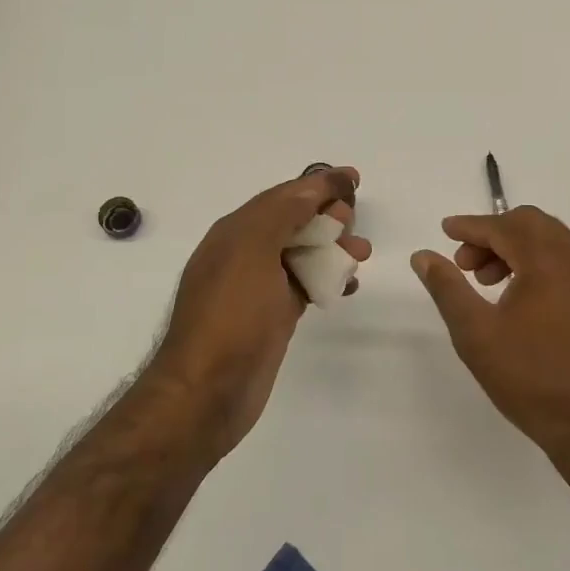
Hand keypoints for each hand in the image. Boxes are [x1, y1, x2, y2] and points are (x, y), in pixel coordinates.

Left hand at [149, 167, 369, 460]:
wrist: (208, 392)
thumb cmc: (231, 315)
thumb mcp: (253, 250)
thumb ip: (284, 212)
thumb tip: (314, 184)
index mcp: (235, 232)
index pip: (282, 196)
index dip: (317, 184)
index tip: (352, 178)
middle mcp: (244, 255)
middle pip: (293, 223)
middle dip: (328, 217)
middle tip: (354, 224)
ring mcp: (258, 289)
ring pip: (302, 256)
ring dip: (333, 250)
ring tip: (361, 257)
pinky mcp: (272, 318)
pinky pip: (305, 286)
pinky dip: (327, 280)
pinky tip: (347, 287)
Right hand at [411, 206, 569, 457]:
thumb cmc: (529, 376)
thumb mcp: (476, 332)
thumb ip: (447, 287)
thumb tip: (423, 256)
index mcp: (549, 260)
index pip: (504, 226)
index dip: (471, 226)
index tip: (445, 231)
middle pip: (531, 224)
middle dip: (493, 234)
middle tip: (465, 263)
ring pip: (551, 240)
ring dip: (516, 248)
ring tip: (486, 282)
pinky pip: (566, 260)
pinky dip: (538, 262)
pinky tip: (517, 295)